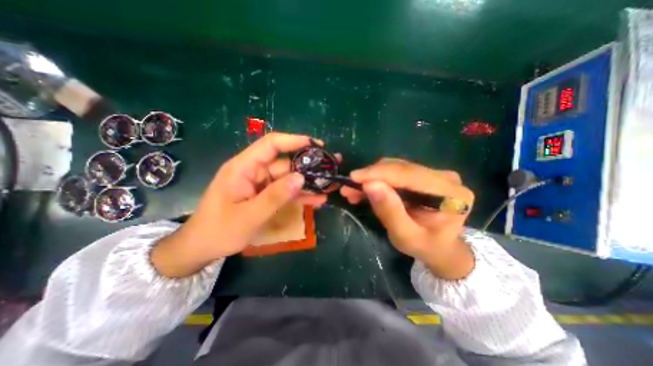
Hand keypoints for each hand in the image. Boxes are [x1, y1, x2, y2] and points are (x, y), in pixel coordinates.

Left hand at [150, 132, 329, 276]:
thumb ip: (274, 197)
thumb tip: (301, 178)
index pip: (271, 144)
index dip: (294, 141)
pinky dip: (300, 196)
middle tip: (329, 170)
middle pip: (285, 163)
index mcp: (244, 168)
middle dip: (308, 167)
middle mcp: (254, 171)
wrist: (202, 248)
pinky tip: (317, 200)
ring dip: (307, 184)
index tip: (316, 144)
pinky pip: (286, 192)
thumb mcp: (248, 216)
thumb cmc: (218, 231)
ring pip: (289, 179)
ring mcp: (261, 184)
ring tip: (328, 187)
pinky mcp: (265, 196)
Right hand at [342, 158, 475, 279]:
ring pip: (395, 168)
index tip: (353, 177)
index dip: (379, 173)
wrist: (440, 247)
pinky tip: (365, 189)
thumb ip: (389, 211)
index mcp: (451, 194)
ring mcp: (435, 174)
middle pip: (401, 168)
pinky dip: (378, 180)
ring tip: (353, 191)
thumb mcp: (405, 236)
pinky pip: (396, 173)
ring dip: (372, 178)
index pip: (409, 174)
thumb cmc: (426, 247)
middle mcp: (445, 178)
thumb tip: (369, 184)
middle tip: (349, 188)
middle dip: (371, 176)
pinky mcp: (424, 176)